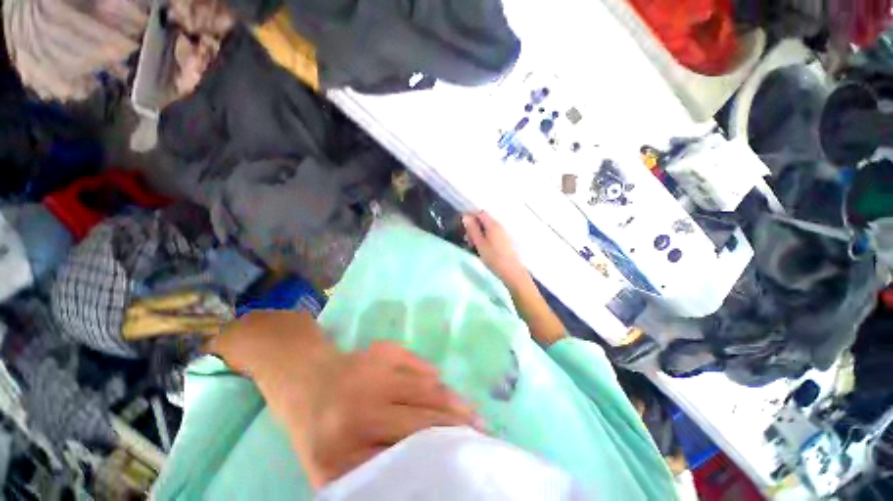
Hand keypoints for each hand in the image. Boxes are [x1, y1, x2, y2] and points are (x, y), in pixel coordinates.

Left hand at [210, 312, 479, 488]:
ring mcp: (374, 370)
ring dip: (454, 402)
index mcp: (340, 449)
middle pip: (423, 419)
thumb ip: (369, 479)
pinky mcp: (383, 348)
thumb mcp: (329, 470)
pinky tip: (443, 389)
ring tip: (473, 414)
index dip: (437, 462)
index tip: (464, 468)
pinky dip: (434, 377)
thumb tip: (423, 474)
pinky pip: (419, 364)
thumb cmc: (314, 427)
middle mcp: (359, 406)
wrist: (301, 375)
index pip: (403, 461)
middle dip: (457, 429)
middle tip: (483, 436)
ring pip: (428, 388)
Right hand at [463, 211, 529, 288]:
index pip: (480, 213)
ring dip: (478, 234)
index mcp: (493, 225)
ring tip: (472, 246)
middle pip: (483, 220)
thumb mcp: (480, 243)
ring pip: (487, 229)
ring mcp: (503, 234)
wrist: (511, 272)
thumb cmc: (494, 258)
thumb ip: (472, 229)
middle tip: (467, 240)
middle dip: (473, 227)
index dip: (471, 217)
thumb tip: (465, 216)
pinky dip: (484, 239)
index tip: (463, 228)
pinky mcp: (504, 241)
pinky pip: (492, 235)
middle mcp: (499, 226)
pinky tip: (481, 249)